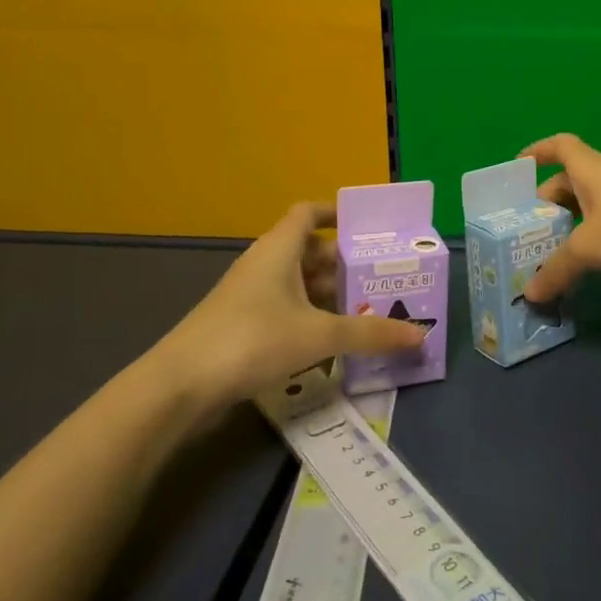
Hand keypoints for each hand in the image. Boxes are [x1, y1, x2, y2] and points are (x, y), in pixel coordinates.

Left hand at [154, 202, 426, 406]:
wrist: (180, 387)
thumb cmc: (252, 340)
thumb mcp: (318, 335)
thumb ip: (370, 334)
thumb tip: (421, 334)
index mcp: (278, 250)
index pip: (307, 214)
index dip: (336, 213)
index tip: (367, 225)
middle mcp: (264, 266)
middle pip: (310, 252)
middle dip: (345, 263)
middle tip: (384, 276)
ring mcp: (250, 298)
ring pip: (299, 285)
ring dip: (330, 294)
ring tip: (370, 308)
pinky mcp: (242, 327)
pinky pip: (287, 310)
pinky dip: (311, 318)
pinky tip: (334, 340)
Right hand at [521, 134, 600, 303]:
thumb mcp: (587, 247)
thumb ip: (557, 269)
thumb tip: (531, 293)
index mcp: (591, 169)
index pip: (560, 146)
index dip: (538, 151)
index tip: (519, 167)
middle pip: (571, 182)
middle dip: (549, 203)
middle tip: (529, 232)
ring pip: (592, 207)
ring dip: (572, 225)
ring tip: (552, 253)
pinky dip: (596, 241)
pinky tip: (589, 265)